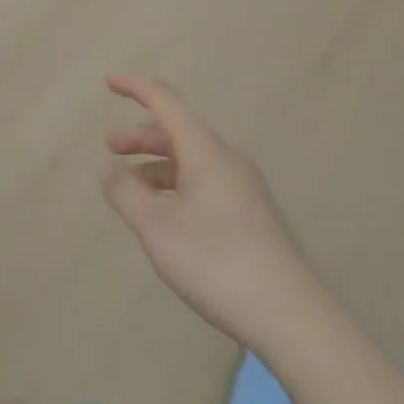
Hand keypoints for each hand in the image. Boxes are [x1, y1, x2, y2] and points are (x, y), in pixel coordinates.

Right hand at [101, 75, 316, 349]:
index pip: (165, 101)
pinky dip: (177, 186)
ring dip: (157, 165)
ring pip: (191, 160)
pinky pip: (205, 183)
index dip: (135, 88)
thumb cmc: (217, 263)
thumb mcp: (156, 227)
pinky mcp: (253, 216)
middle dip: (140, 135)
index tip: (109, 83)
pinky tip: (166, 218)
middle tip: (111, 148)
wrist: (294, 320)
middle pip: (177, 131)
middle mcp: (227, 160)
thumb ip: (126, 193)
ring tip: (132, 192)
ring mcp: (244, 188)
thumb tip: (109, 169)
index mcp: (205, 150)